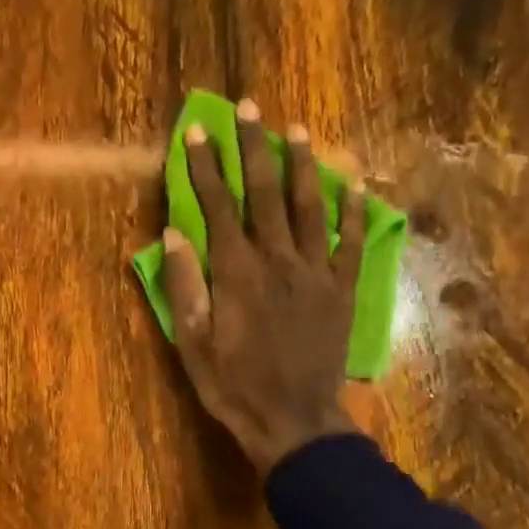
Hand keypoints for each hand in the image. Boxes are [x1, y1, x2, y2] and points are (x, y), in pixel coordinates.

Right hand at [161, 99, 364, 475]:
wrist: (294, 421)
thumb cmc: (235, 386)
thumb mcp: (192, 344)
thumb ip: (185, 287)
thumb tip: (174, 234)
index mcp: (236, 272)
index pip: (218, 205)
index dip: (205, 166)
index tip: (196, 131)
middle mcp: (278, 260)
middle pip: (265, 192)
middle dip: (253, 146)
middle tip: (250, 107)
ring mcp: (316, 272)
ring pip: (310, 206)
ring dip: (303, 164)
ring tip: (297, 130)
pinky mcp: (342, 290)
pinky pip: (350, 241)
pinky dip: (352, 210)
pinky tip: (354, 184)